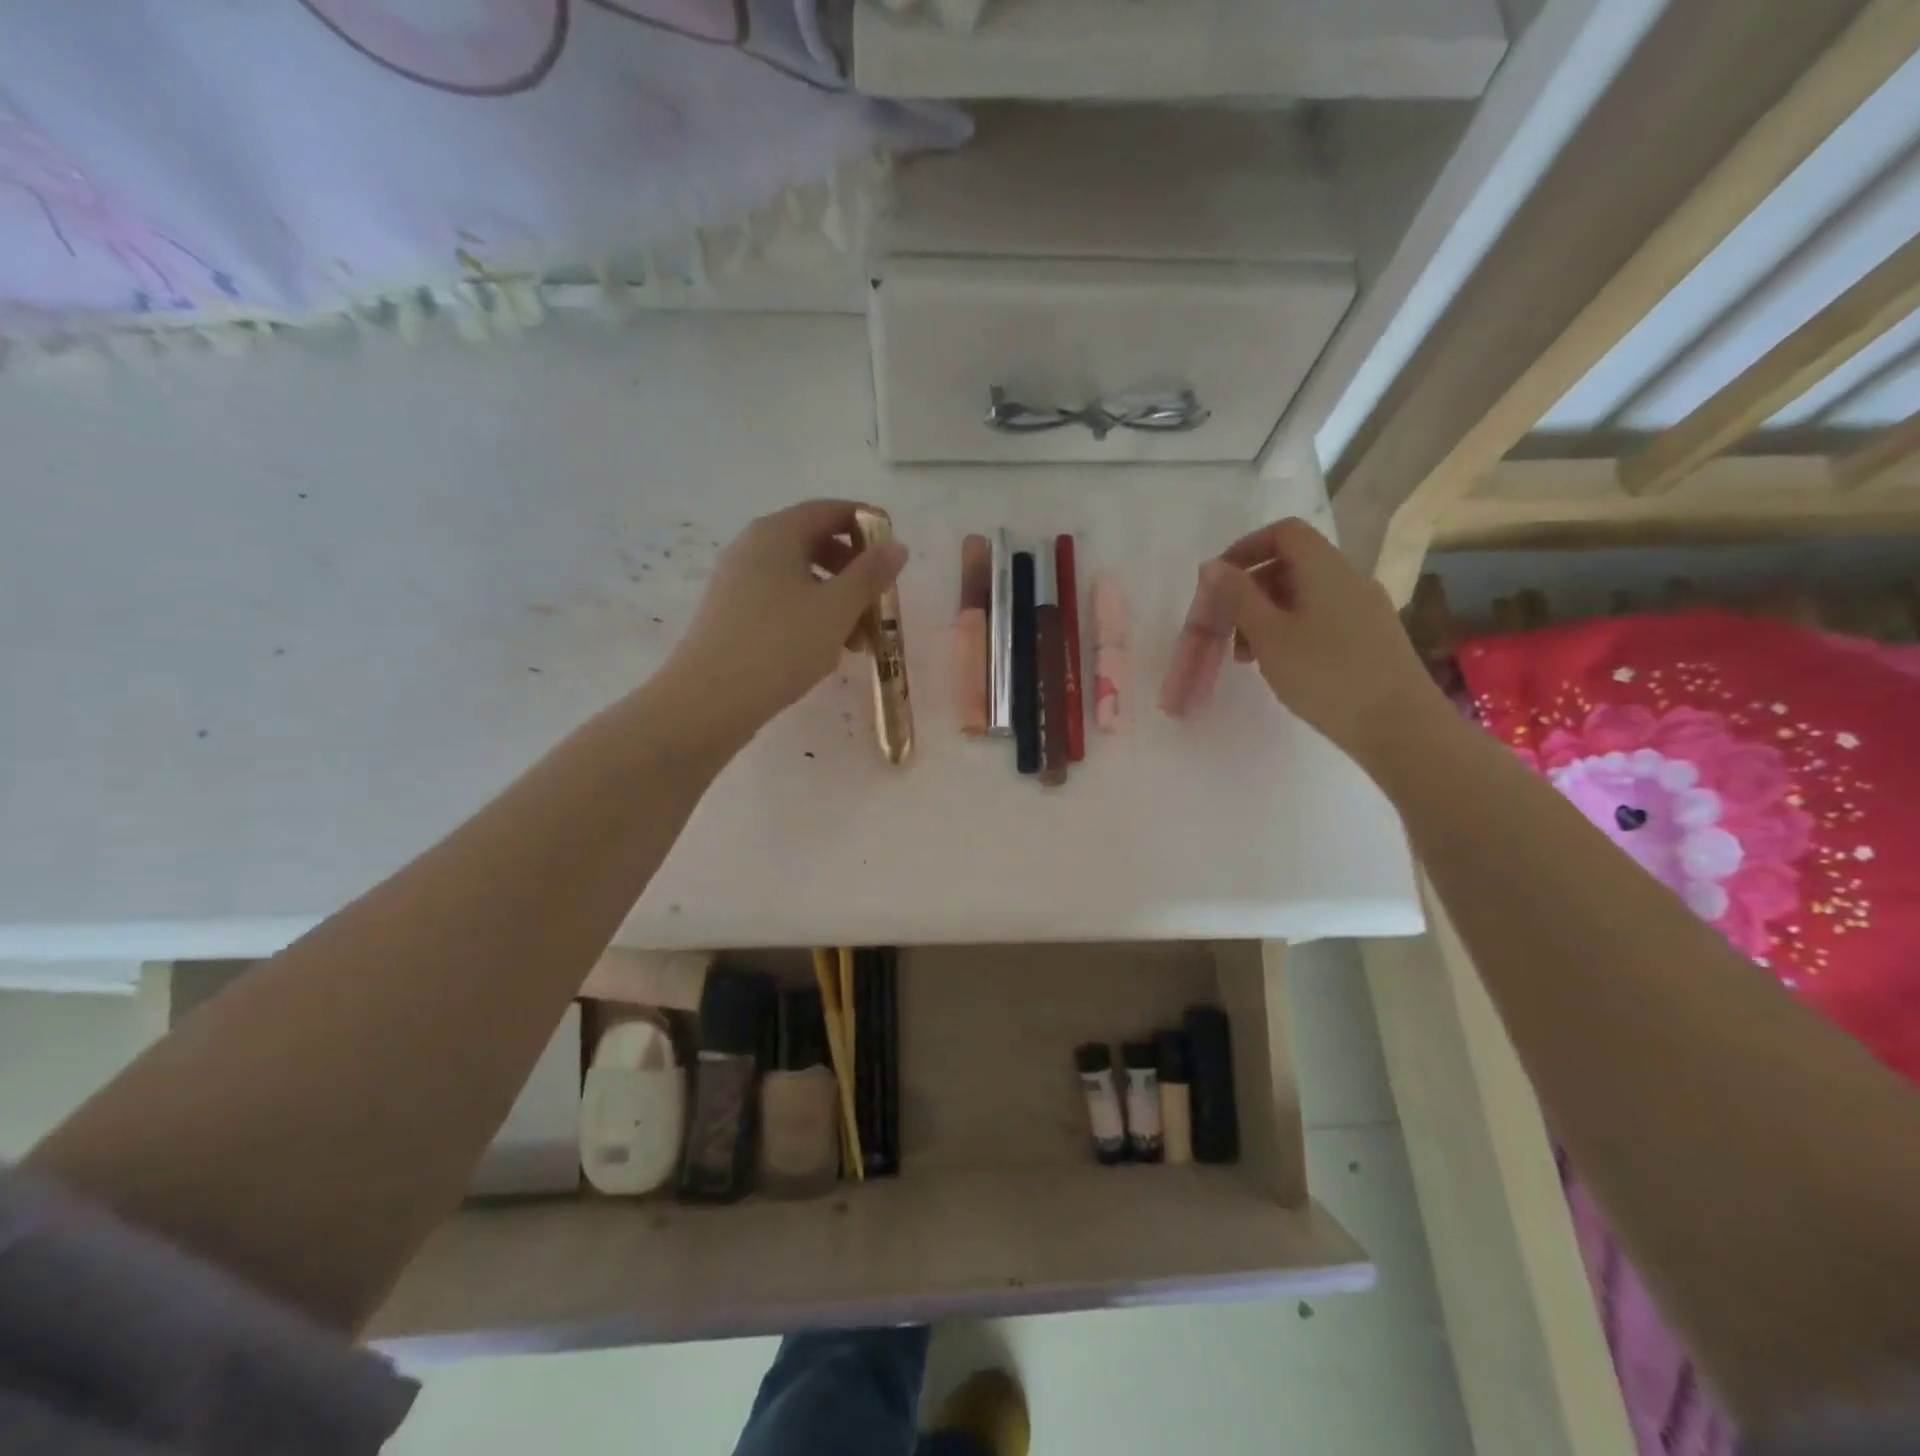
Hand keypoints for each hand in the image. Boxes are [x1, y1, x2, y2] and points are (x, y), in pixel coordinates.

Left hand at [661, 499, 907, 738]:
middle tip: (878, 603)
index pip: (830, 510)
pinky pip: (782, 602)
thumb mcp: (837, 608)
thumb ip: (870, 574)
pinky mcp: (732, 615)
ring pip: (800, 578)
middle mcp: (752, 547)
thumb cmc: (781, 644)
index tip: (894, 554)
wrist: (710, 700)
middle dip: (854, 572)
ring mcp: (738, 582)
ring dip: (836, 601)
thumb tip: (895, 545)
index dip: (867, 525)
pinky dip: (810, 617)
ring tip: (857, 642)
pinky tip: (825, 652)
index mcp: (777, 533)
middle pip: (815, 543)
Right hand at [1192, 518, 1445, 768]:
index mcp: (1326, 569)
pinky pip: (1321, 618)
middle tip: (1225, 629)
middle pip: (1291, 564)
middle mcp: (1349, 579)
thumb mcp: (1270, 636)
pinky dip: (1291, 631)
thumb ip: (1238, 597)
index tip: (1218, 583)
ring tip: (1248, 657)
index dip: (1246, 548)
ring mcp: (1365, 609)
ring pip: (1304, 595)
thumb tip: (1212, 566)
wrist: (1400, 727)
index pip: (1284, 533)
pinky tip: (1282, 666)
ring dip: (1267, 616)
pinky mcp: (1371, 638)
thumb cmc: (1327, 676)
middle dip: (1251, 591)